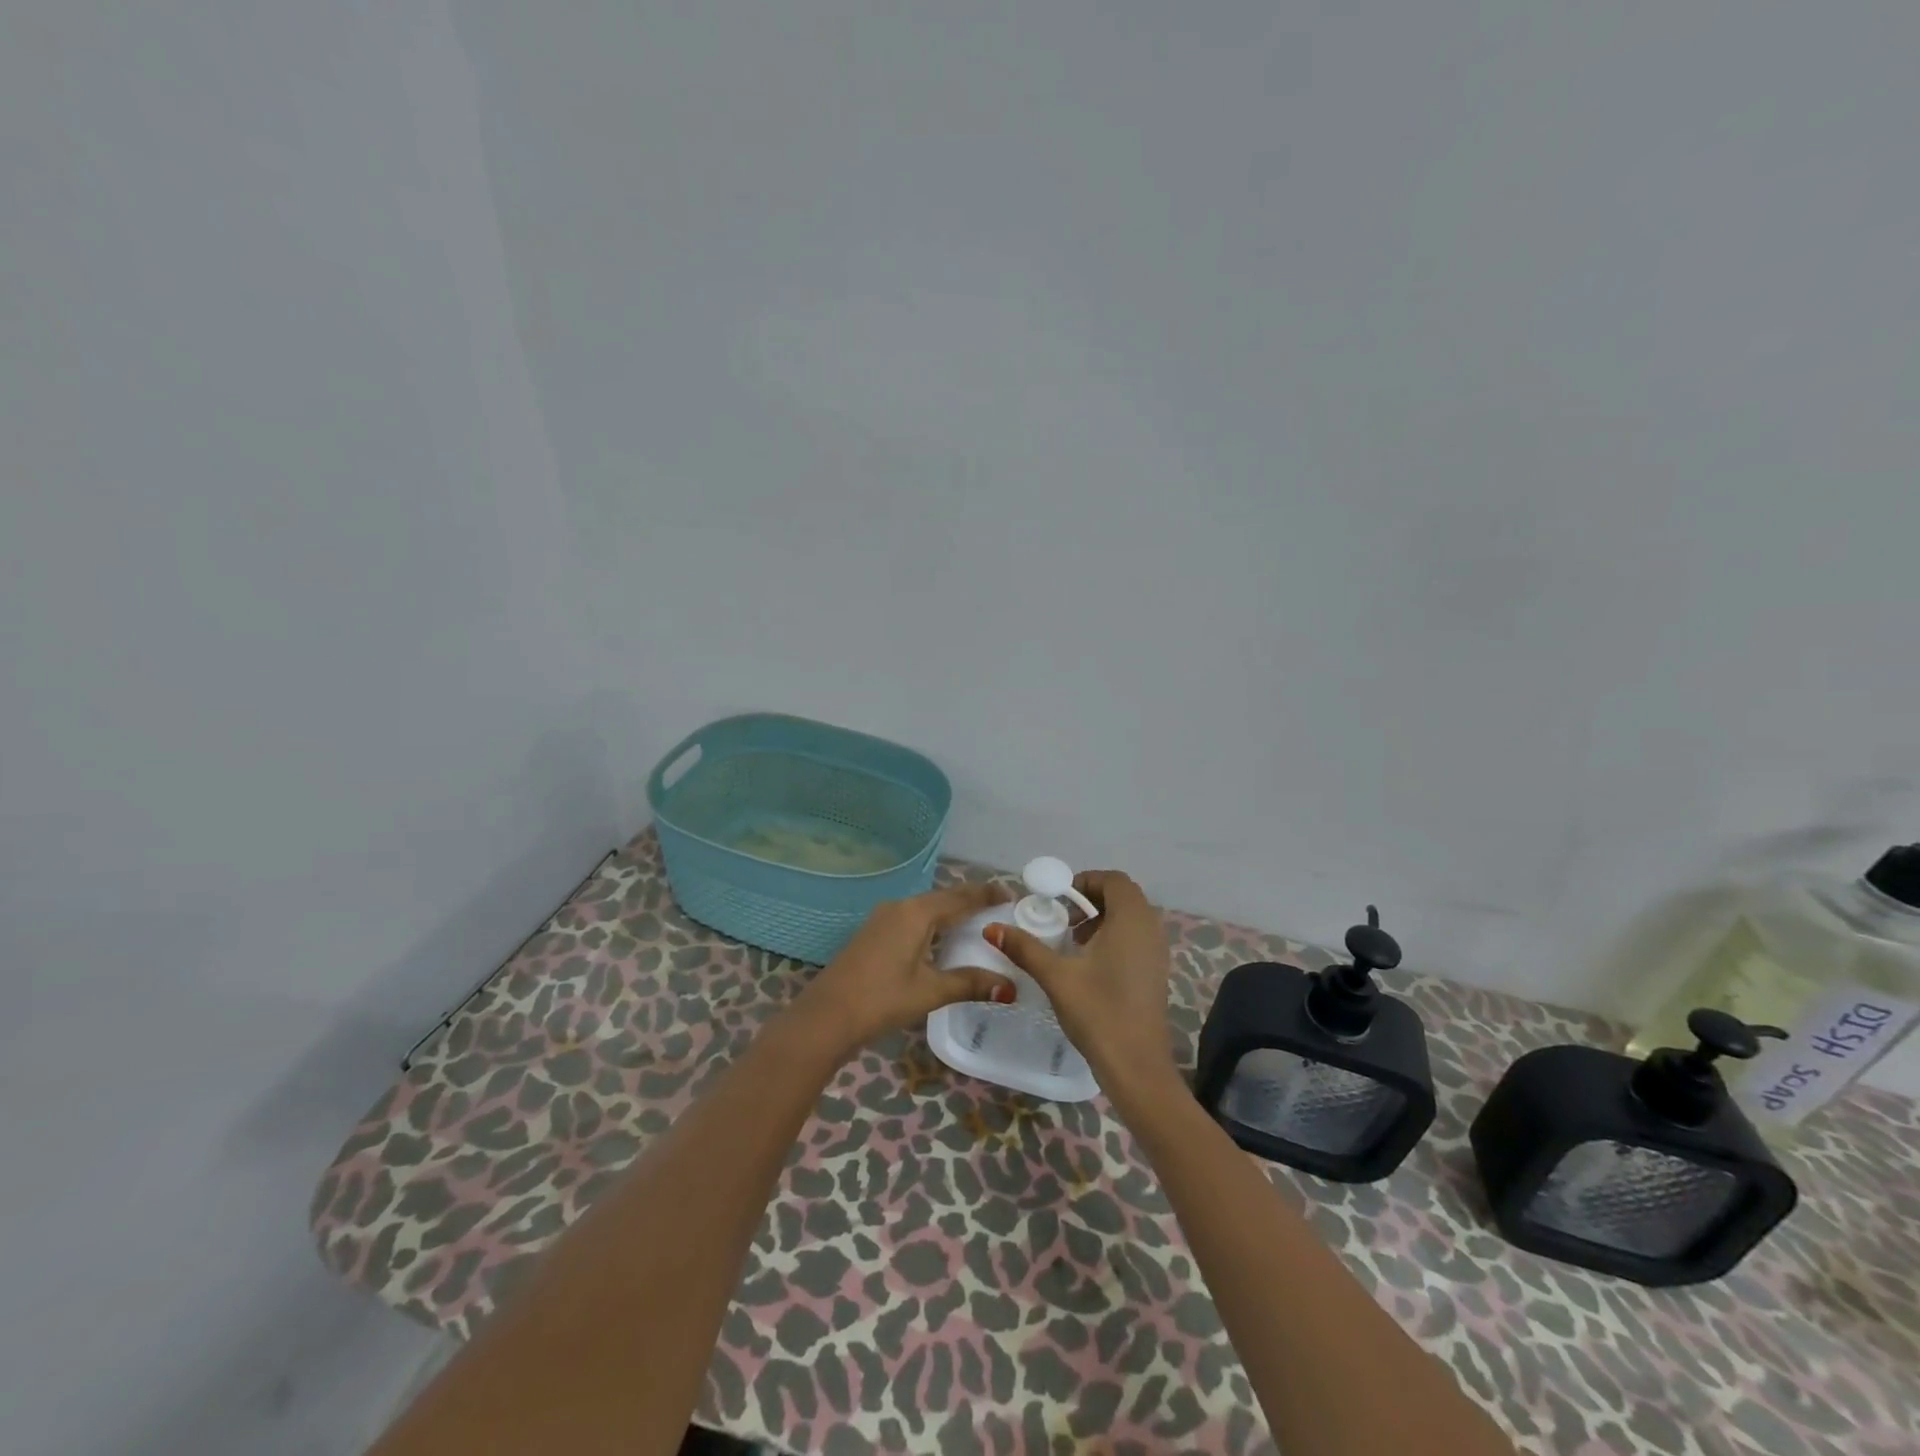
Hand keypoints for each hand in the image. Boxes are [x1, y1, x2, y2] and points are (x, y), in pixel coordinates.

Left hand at [793, 882, 1016, 1054]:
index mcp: (916, 913)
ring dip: (950, 911)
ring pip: (926, 908)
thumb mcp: (930, 991)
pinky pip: (912, 919)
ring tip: (976, 919)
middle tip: (999, 904)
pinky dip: (933, 923)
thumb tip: (1009, 985)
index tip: (1010, 892)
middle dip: (970, 899)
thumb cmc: (882, 999)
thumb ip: (969, 983)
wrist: (827, 1016)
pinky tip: (942, 938)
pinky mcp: (873, 934)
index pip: (960, 897)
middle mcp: (900, 907)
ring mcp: (883, 919)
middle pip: (943, 898)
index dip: (986, 893)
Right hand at [984, 870, 1173, 1089]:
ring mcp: (1158, 952)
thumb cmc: (1099, 1012)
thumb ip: (1025, 948)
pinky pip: (1136, 937)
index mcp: (1131, 920)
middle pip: (1122, 896)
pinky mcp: (1156, 972)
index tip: (1057, 900)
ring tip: (1071, 941)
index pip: (1112, 880)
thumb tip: (992, 927)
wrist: (1137, 1066)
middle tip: (1061, 919)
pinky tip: (1089, 964)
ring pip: (1130, 918)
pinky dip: (1114, 937)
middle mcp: (1151, 928)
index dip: (1084, 882)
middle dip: (1090, 900)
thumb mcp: (1056, 976)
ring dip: (1101, 919)